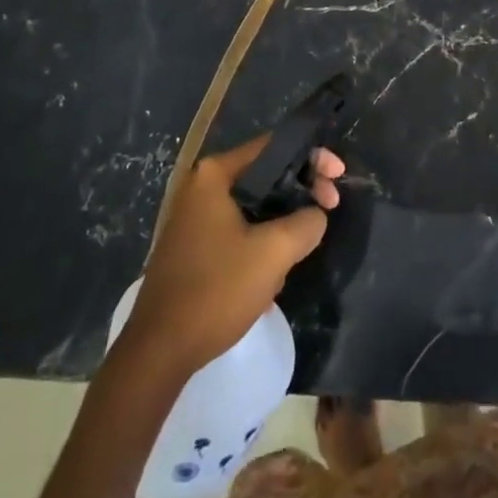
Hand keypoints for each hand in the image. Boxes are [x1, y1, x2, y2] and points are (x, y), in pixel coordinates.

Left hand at [121, 136, 344, 378]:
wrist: (159, 351)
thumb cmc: (216, 290)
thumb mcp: (273, 253)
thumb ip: (306, 222)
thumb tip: (316, 214)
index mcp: (215, 174)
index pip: (273, 147)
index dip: (312, 157)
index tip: (338, 177)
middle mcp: (201, 186)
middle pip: (265, 174)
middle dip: (300, 191)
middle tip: (329, 209)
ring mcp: (195, 216)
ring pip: (255, 205)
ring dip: (282, 222)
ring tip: (300, 248)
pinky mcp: (195, 245)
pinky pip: (239, 228)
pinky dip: (262, 240)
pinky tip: (273, 271)